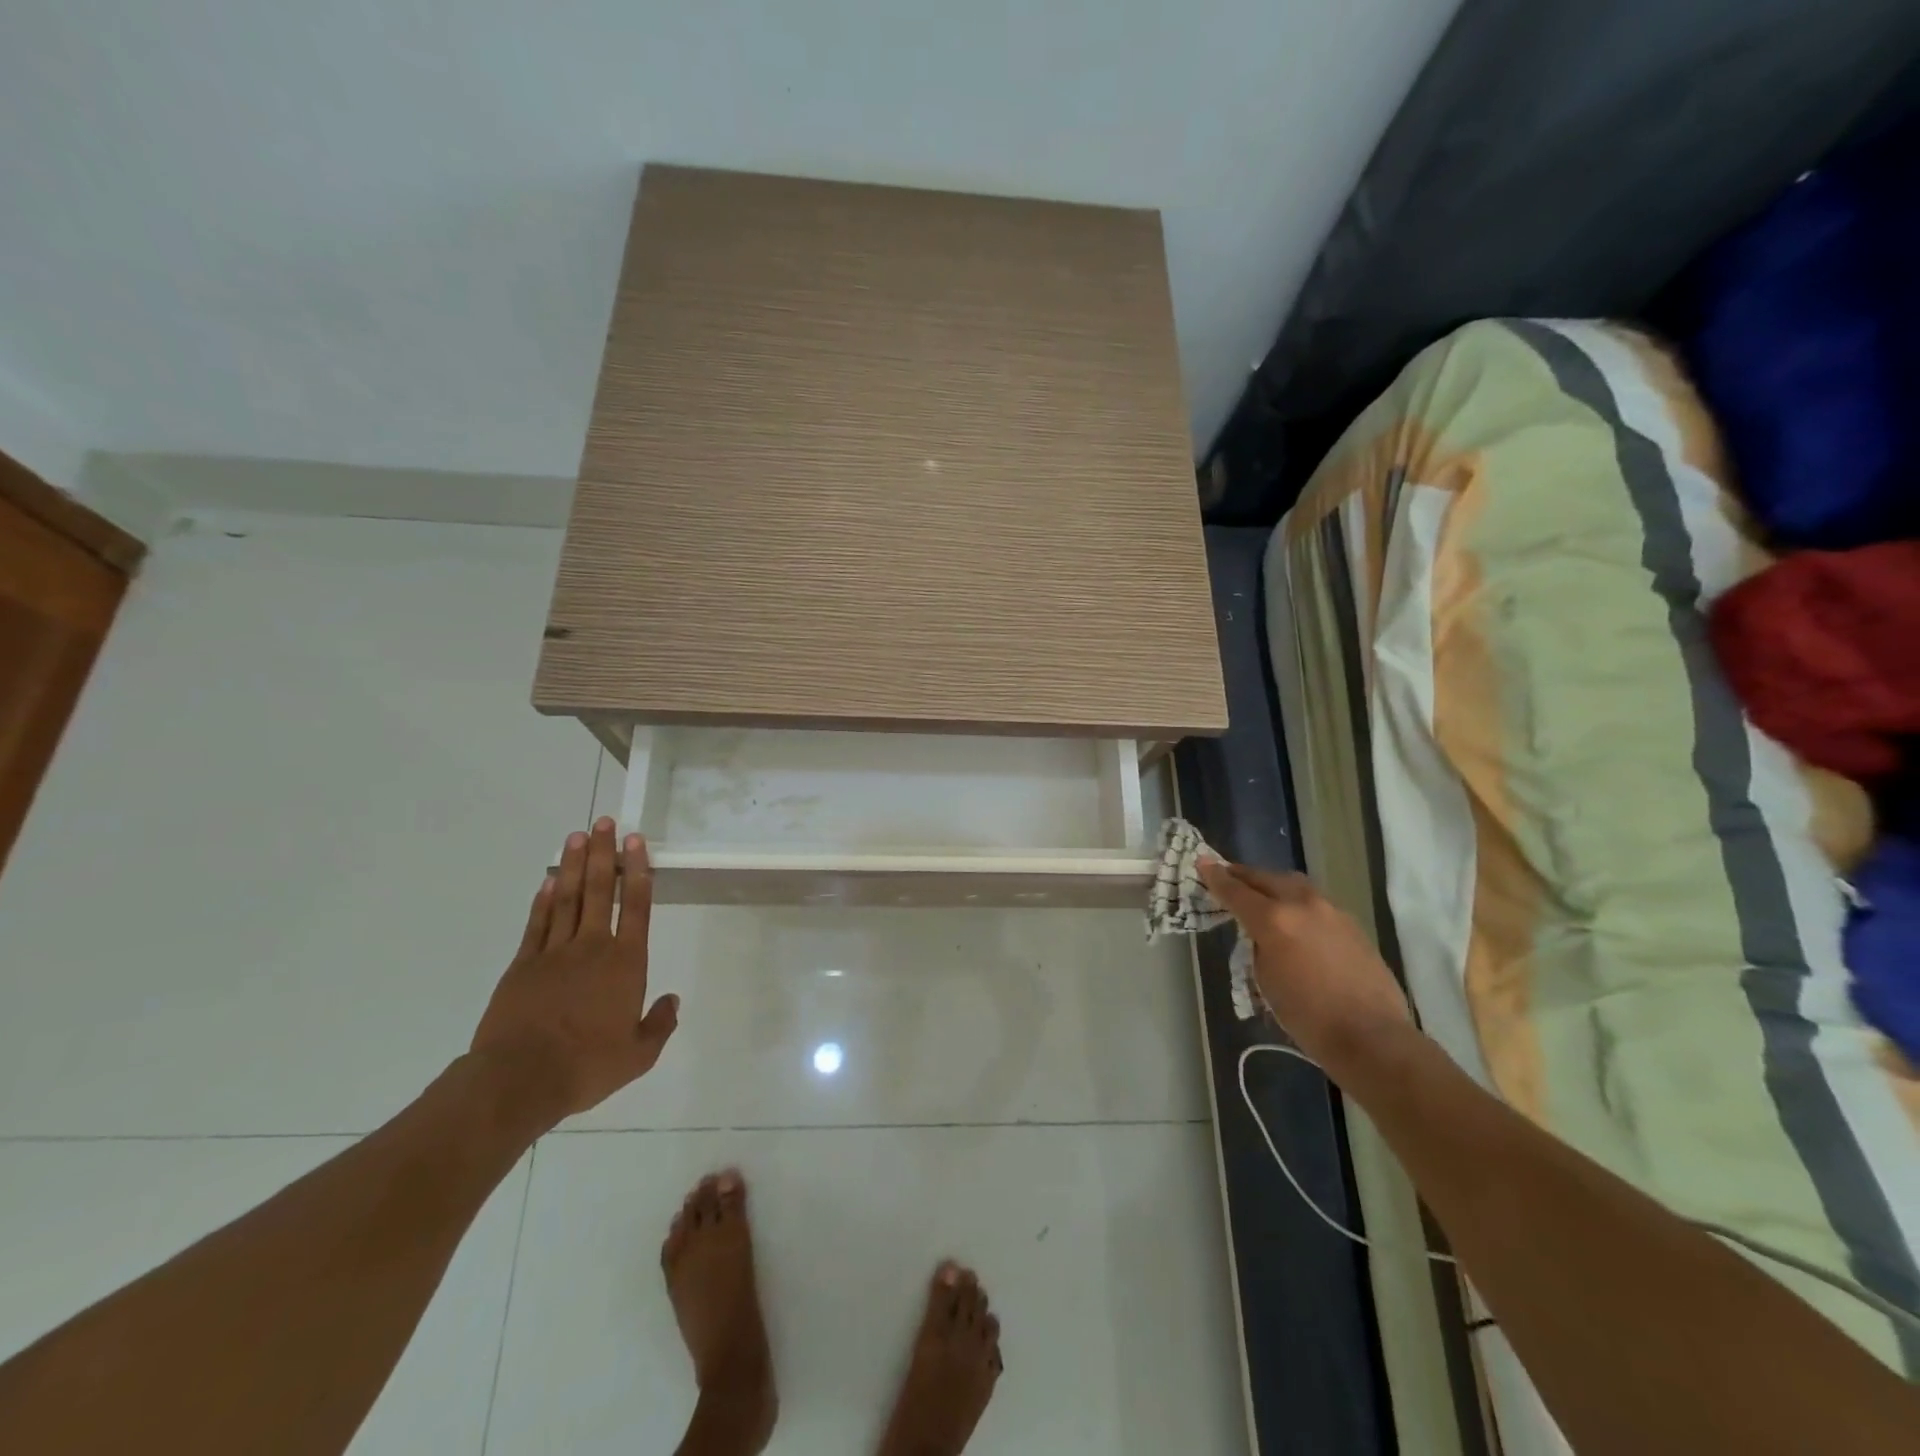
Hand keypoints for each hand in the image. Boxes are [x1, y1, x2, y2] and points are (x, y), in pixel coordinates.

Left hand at [470, 818, 678, 1128]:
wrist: (519, 1080)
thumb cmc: (586, 1066)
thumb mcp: (638, 1055)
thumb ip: (659, 1024)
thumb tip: (672, 1001)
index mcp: (625, 963)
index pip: (635, 906)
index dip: (637, 870)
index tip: (635, 841)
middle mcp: (592, 947)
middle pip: (599, 890)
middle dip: (603, 854)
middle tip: (603, 822)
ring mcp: (554, 953)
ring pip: (568, 898)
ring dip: (574, 865)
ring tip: (578, 835)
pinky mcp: (523, 965)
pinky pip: (537, 923)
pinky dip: (544, 899)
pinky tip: (549, 880)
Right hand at [1197, 857, 1410, 1062]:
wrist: (1371, 1037)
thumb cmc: (1308, 1017)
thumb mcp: (1265, 980)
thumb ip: (1258, 945)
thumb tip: (1261, 933)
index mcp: (1274, 919)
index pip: (1236, 890)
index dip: (1215, 877)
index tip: (1202, 862)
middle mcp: (1302, 904)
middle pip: (1266, 878)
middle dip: (1244, 876)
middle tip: (1228, 877)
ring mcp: (1331, 911)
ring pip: (1294, 885)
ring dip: (1273, 885)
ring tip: (1261, 895)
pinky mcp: (1352, 924)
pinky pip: (1315, 902)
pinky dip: (1297, 903)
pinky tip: (1295, 920)